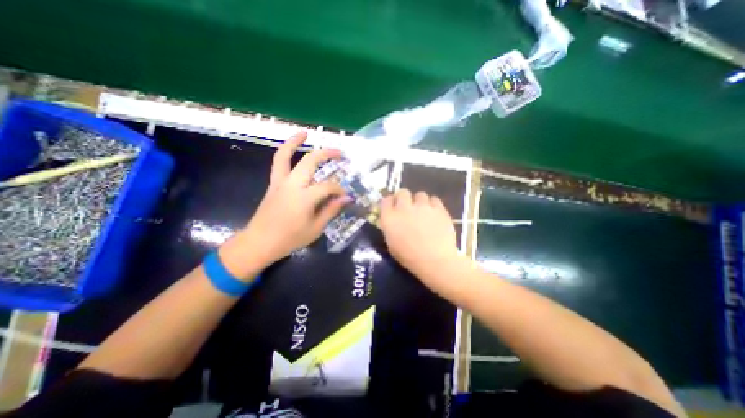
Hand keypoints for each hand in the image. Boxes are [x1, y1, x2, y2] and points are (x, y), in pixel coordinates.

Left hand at [221, 128, 349, 274]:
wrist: (259, 242)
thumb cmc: (290, 239)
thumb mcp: (316, 228)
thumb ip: (331, 210)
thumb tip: (347, 198)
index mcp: (304, 198)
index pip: (328, 186)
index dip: (339, 189)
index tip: (345, 195)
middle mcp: (292, 184)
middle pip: (310, 161)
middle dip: (327, 154)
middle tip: (340, 153)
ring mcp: (280, 182)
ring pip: (285, 155)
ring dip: (295, 142)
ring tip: (305, 133)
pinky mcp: (273, 183)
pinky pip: (278, 163)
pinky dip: (284, 152)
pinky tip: (292, 148)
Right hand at [381, 192, 463, 285]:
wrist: (435, 261)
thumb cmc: (410, 258)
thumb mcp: (392, 244)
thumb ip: (390, 227)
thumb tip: (393, 219)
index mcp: (390, 218)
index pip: (386, 200)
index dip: (390, 202)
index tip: (393, 207)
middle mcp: (404, 208)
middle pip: (402, 192)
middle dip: (404, 198)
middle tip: (408, 207)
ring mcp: (422, 207)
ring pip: (420, 194)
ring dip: (419, 201)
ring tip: (423, 211)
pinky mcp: (438, 208)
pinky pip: (434, 199)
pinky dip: (433, 205)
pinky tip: (434, 214)